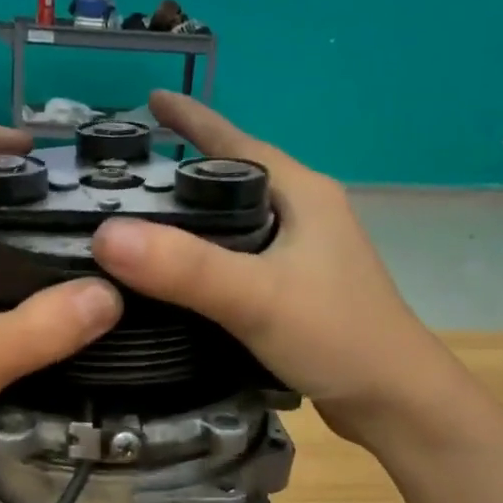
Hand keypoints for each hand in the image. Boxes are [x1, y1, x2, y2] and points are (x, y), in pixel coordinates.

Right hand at [93, 91, 449, 447]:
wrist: (394, 402)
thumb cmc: (337, 337)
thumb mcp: (257, 297)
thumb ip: (185, 268)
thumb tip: (107, 236)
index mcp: (302, 193)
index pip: (235, 141)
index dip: (191, 119)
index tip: (147, 101)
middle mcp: (305, 214)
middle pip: (232, 178)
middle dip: (181, 168)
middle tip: (125, 173)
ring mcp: (304, 255)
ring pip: (235, 222)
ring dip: (192, 217)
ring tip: (140, 223)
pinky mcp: (298, 292)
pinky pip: (240, 259)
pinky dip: (205, 258)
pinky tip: (176, 278)